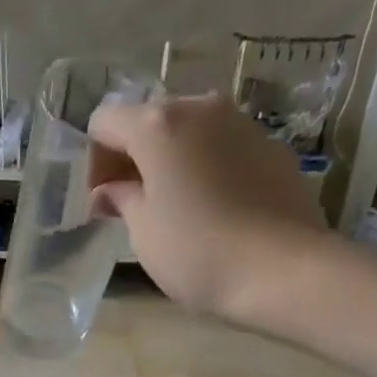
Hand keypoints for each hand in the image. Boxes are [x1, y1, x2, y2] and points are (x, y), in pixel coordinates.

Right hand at [88, 93, 329, 315]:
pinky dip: (204, 168)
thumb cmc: (196, 252)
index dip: (93, 161)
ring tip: (171, 208)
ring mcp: (241, 122)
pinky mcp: (270, 146)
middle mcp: (200, 108)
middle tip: (129, 205)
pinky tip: (209, 210)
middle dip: (132, 158)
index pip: (105, 122)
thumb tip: (109, 191)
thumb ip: (122, 199)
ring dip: (170, 161)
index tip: (101, 202)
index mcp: (158, 124)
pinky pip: (221, 147)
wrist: (282, 269)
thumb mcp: (144, 231)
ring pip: (188, 132)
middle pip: (149, 120)